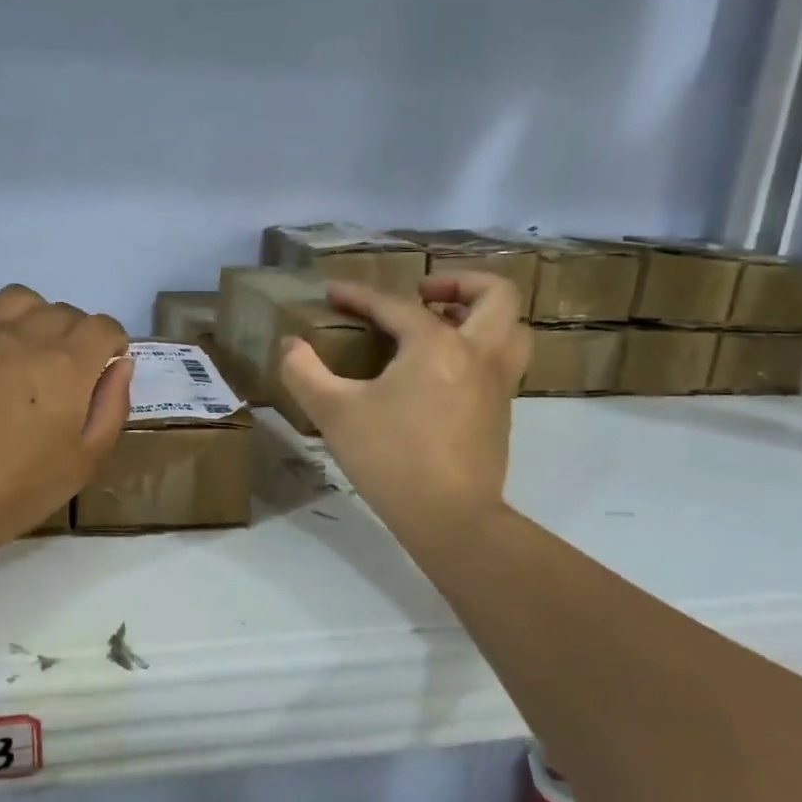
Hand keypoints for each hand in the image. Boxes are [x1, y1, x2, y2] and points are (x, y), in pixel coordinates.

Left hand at [0, 286, 130, 565]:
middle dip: (75, 338)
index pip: (104, 326)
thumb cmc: (15, 490)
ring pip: (21, 300)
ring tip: (24, 355)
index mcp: (66, 364)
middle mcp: (24, 334)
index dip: (110, 346)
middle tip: (60, 377)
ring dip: (34, 320)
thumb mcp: (85, 461)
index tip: (100, 371)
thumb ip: (112, 406)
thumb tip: (119, 364)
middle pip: (65, 313)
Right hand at [279, 273, 529, 546]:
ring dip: (481, 315)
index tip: (333, 292)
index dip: (359, 295)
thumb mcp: (334, 413)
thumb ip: (304, 373)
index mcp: (437, 344)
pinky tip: (443, 375)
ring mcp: (497, 385)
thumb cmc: (391, 458)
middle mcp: (477, 354)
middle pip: (494, 296)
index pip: (395, 306)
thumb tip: (289, 346)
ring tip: (443, 325)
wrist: (450, 518)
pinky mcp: (500, 415)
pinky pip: (501, 363)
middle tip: (425, 293)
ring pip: (511, 330)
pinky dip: (480, 351)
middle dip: (461, 282)